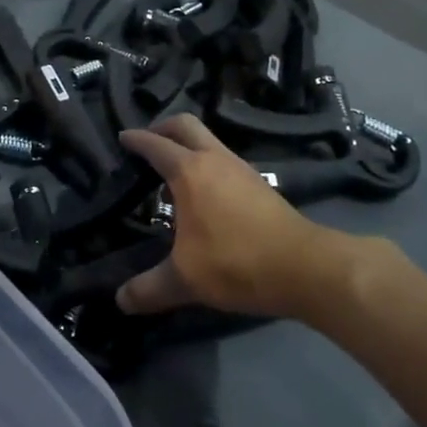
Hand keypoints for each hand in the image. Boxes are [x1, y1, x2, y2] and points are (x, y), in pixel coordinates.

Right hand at [116, 115, 395, 323]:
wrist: (305, 268)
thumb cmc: (237, 263)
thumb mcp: (185, 280)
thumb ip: (149, 288)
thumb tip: (120, 301)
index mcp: (189, 172)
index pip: (155, 145)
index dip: (136, 139)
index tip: (122, 137)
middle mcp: (214, 160)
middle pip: (185, 125)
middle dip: (163, 127)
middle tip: (148, 141)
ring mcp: (241, 169)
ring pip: (209, 139)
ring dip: (188, 144)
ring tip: (172, 169)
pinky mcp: (260, 184)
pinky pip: (224, 159)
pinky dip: (207, 162)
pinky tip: (204, 191)